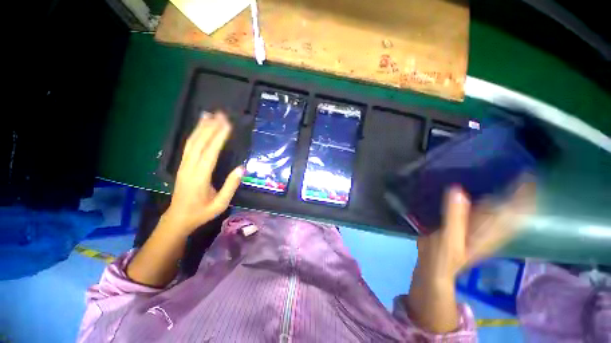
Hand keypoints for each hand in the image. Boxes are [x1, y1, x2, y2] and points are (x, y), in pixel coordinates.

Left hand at [164, 112, 243, 235]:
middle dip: (210, 127)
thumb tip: (241, 168)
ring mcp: (183, 165)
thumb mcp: (221, 203)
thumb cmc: (202, 212)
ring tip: (210, 115)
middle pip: (199, 143)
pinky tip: (200, 127)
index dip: (219, 137)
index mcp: (200, 177)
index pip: (210, 153)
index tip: (228, 125)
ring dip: (201, 127)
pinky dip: (194, 134)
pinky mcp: (182, 165)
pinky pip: (188, 146)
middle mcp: (190, 167)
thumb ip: (231, 186)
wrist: (178, 218)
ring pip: (191, 142)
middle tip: (221, 115)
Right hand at [407, 178, 534, 332]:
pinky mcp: (473, 229)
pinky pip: (490, 214)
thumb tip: (457, 190)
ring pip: (505, 212)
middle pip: (514, 211)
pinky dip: (496, 203)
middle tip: (522, 172)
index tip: (527, 175)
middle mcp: (492, 229)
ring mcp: (483, 230)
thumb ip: (453, 215)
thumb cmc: (442, 255)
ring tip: (513, 180)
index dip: (523, 195)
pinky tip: (490, 195)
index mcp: (489, 230)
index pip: (514, 210)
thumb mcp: (448, 237)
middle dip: (521, 193)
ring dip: (512, 197)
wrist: (436, 268)